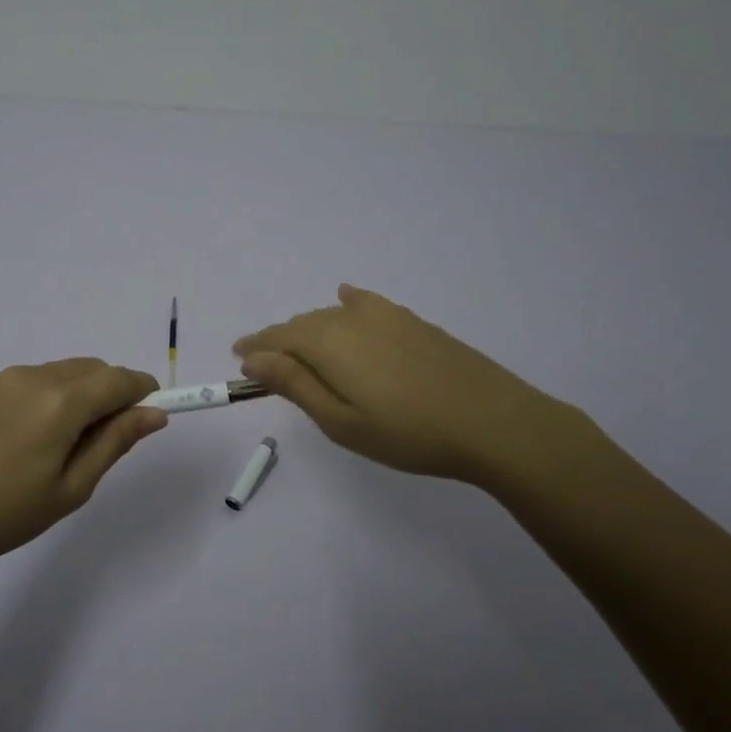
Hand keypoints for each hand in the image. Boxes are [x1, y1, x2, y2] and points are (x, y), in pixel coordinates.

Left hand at [0, 359, 166, 574]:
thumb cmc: (6, 514)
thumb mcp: (72, 487)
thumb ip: (115, 442)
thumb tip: (155, 414)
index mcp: (61, 401)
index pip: (120, 379)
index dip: (144, 392)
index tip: (153, 417)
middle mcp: (37, 376)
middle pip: (96, 369)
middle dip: (116, 394)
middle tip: (109, 443)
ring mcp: (10, 378)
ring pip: (70, 371)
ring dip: (88, 393)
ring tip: (72, 446)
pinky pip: (44, 378)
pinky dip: (62, 395)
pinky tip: (44, 437)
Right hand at [234, 284, 593, 490]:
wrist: (493, 421)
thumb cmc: (408, 433)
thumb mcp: (340, 421)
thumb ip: (294, 385)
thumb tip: (252, 358)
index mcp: (327, 343)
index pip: (277, 338)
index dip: (255, 347)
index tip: (238, 357)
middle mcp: (351, 318)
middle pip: (303, 324)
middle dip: (280, 341)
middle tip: (266, 364)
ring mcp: (386, 316)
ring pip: (332, 315)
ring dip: (311, 329)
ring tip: (303, 350)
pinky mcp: (413, 321)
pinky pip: (367, 303)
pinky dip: (348, 303)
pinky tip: (347, 299)